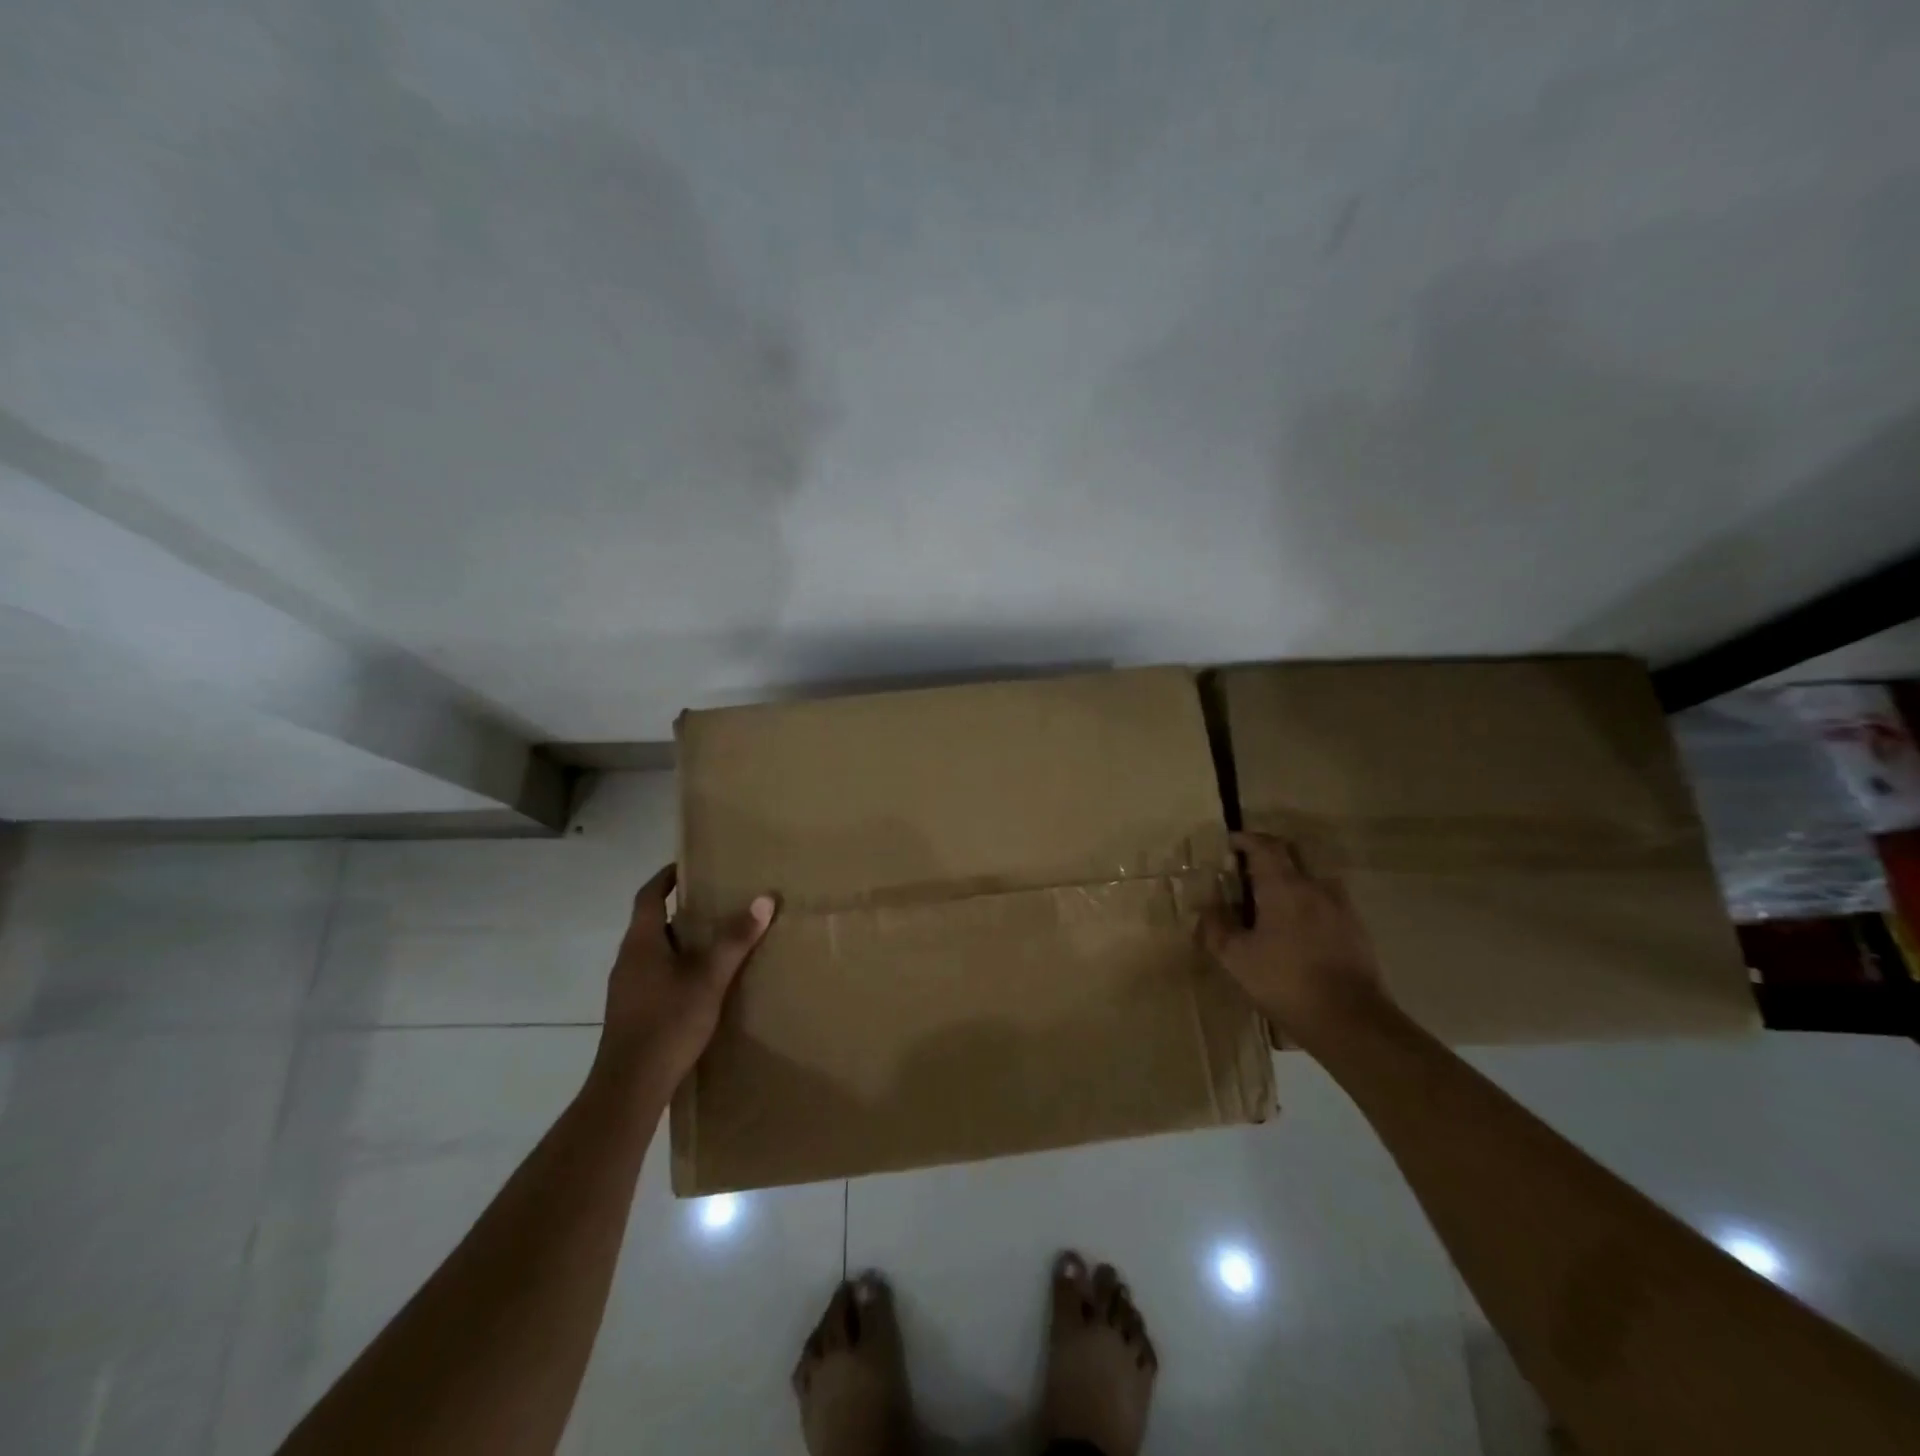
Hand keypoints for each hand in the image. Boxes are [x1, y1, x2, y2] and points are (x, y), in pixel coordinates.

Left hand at [595, 864, 776, 1092]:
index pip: (648, 896)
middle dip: (680, 911)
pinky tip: (701, 984)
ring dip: (679, 942)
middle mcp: (627, 960)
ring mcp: (626, 988)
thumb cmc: (668, 1022)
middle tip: (716, 903)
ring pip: (653, 952)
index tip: (687, 866)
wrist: (630, 1087)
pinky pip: (654, 976)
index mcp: (640, 943)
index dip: (665, 878)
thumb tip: (764, 899)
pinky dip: (676, 968)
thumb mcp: (709, 978)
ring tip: (715, 941)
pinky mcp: (631, 1012)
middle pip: (650, 923)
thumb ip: (734, 939)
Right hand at [1200, 831, 1389, 1044]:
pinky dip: (1307, 901)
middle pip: (1291, 853)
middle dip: (1267, 854)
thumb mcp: (1236, 959)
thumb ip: (1216, 927)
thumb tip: (1207, 906)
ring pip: (1311, 876)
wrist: (1351, 1021)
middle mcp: (1314, 886)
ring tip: (1272, 901)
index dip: (1244, 840)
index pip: (1263, 846)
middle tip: (1246, 870)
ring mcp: (1340, 906)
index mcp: (1283, 886)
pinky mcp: (1356, 927)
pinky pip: (1326, 900)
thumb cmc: (1285, 983)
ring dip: (1290, 878)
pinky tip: (1297, 927)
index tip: (1228, 843)